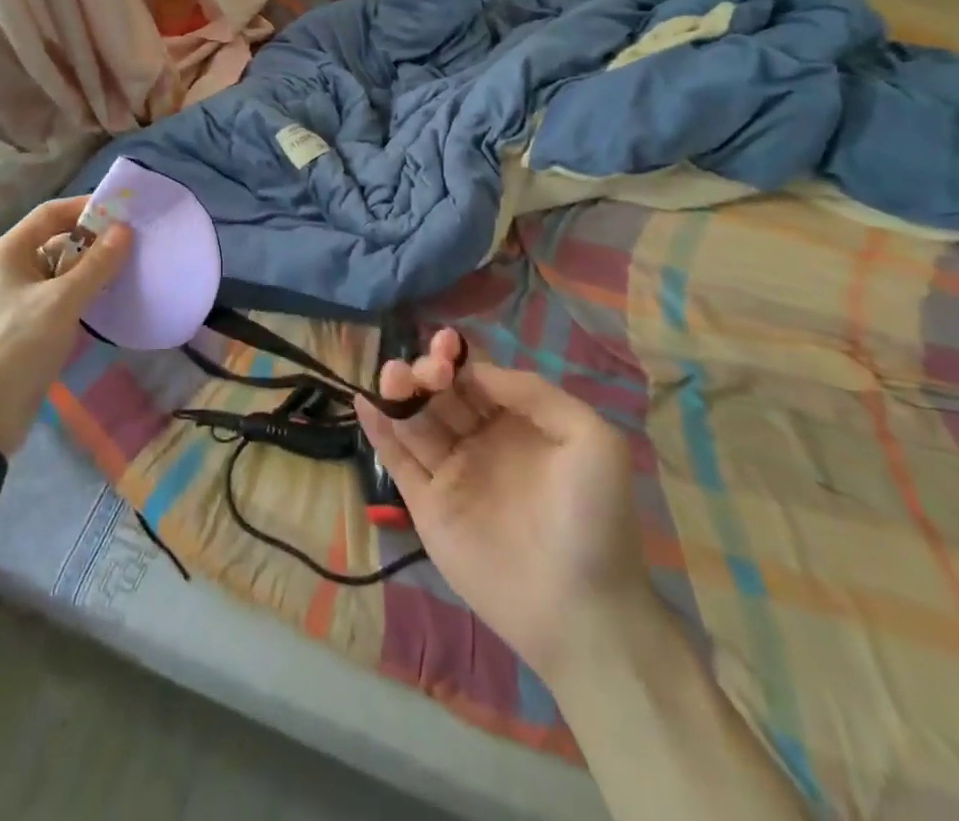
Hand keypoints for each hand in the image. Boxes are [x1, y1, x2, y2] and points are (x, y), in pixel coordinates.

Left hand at [0, 197, 130, 454]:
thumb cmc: (19, 345)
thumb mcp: (62, 301)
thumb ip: (96, 264)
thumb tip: (125, 229)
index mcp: (7, 252)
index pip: (50, 214)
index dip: (85, 208)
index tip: (122, 211)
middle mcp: (8, 268)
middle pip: (54, 240)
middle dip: (91, 240)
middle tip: (130, 243)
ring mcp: (14, 297)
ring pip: (57, 270)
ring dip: (88, 268)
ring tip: (126, 269)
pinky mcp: (24, 323)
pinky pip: (56, 295)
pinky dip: (79, 292)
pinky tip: (105, 299)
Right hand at [355, 331, 652, 679]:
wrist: (582, 613)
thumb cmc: (593, 520)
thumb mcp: (591, 440)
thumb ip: (535, 393)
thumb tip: (477, 371)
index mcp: (517, 423)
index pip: (476, 376)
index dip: (458, 356)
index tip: (445, 346)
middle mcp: (480, 440)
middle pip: (440, 392)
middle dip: (428, 371)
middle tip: (426, 374)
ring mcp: (451, 473)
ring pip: (415, 419)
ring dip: (399, 391)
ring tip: (392, 376)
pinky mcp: (426, 505)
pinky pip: (398, 460)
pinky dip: (378, 429)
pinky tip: (365, 401)